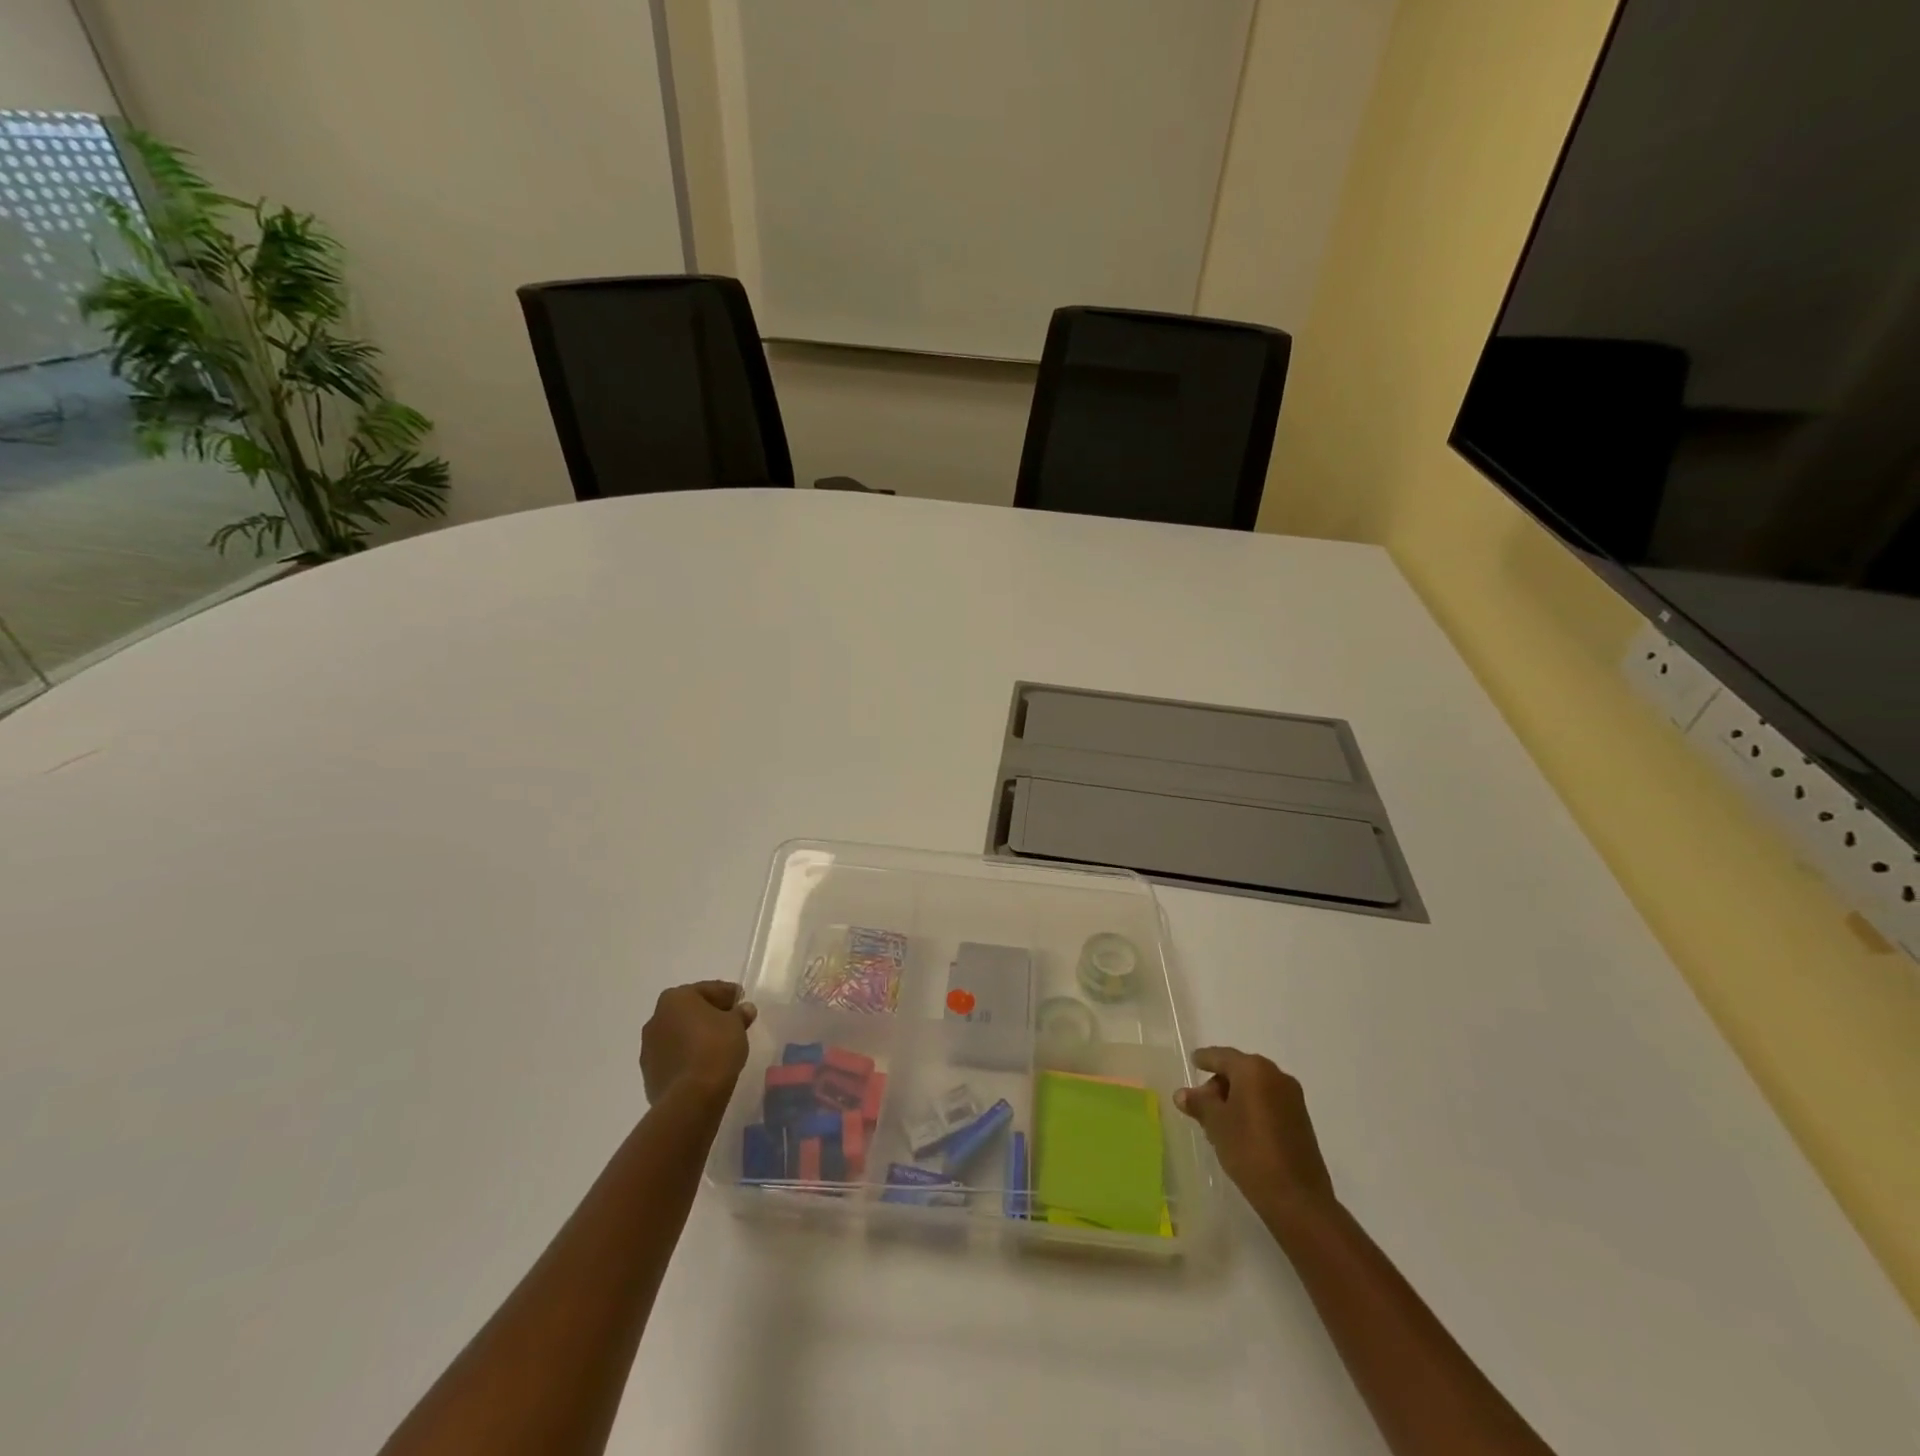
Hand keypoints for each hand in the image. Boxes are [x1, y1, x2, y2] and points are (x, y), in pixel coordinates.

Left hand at [639, 981, 756, 1105]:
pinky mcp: (649, 1074)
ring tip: (719, 1046)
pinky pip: (674, 1057)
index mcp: (675, 998)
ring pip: (678, 1034)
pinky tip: (704, 1064)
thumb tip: (744, 1009)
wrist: (691, 1097)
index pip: (707, 990)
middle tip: (732, 1021)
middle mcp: (656, 1018)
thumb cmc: (716, 1048)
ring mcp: (649, 1048)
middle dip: (709, 1014)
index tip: (741, 1000)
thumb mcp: (737, 1024)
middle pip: (689, 1011)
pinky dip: (687, 1056)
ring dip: (695, 1036)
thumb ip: (740, 1013)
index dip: (727, 994)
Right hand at [1174, 1046, 1335, 1223]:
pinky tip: (1241, 1130)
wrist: (1298, 1199)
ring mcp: (1293, 1098)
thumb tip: (1182, 1094)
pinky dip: (1252, 1108)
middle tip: (1201, 1103)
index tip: (1193, 1061)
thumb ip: (1198, 1103)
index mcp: (1254, 1069)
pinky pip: (1269, 1102)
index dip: (1204, 1059)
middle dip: (1219, 1082)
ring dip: (1236, 1097)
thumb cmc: (1250, 1151)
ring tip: (1219, 1120)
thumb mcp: (1215, 1125)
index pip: (1221, 1056)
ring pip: (1255, 1087)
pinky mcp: (1302, 1120)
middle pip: (1240, 1070)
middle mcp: (1276, 1076)